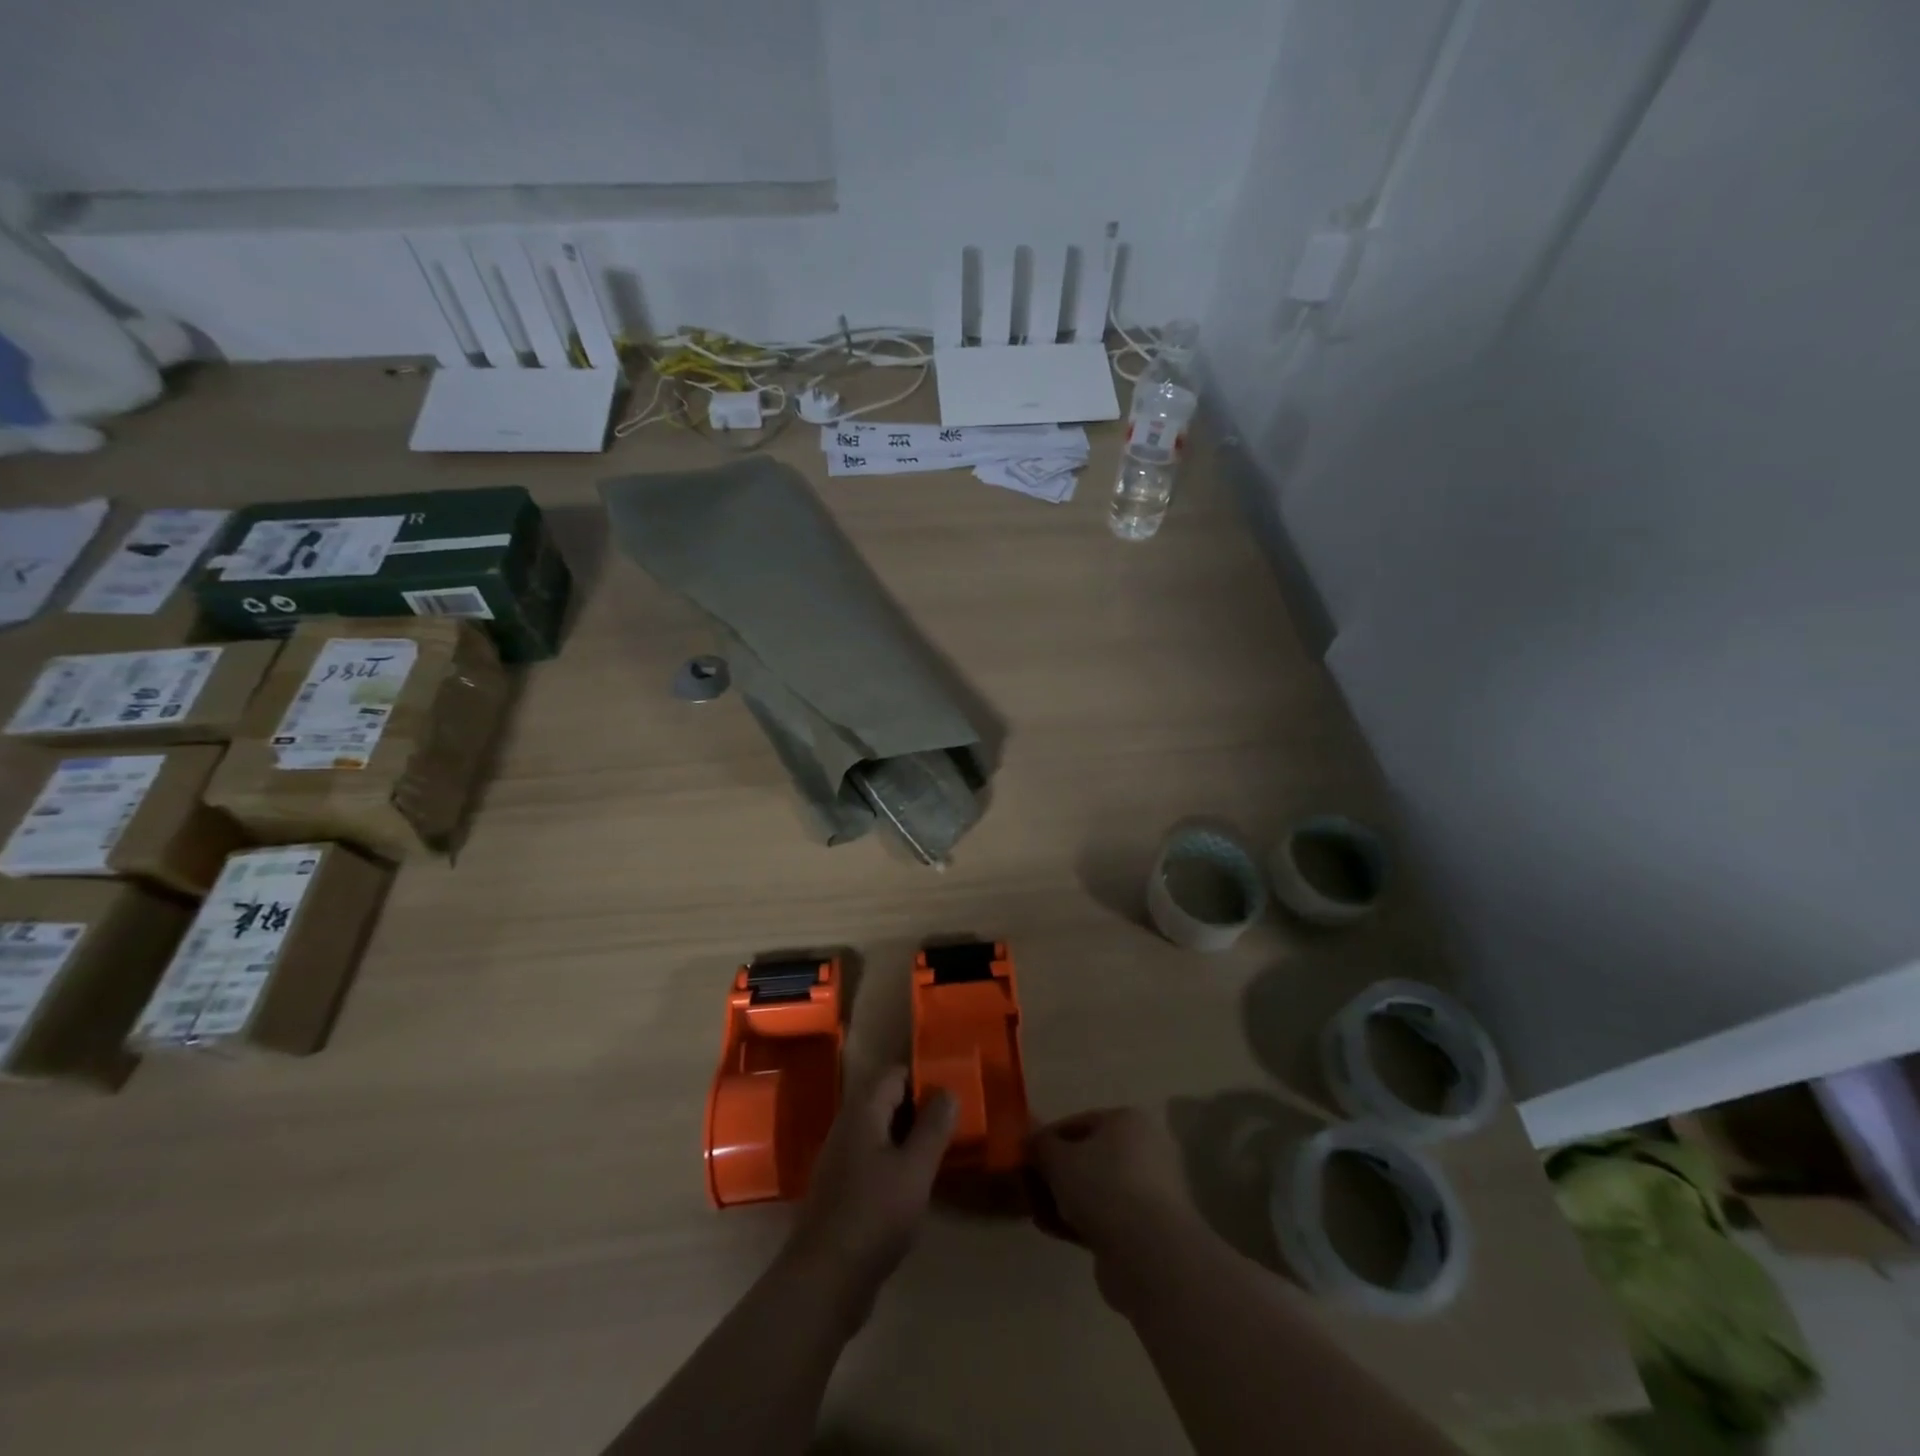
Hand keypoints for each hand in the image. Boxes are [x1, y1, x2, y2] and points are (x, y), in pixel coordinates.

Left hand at [786, 1066, 956, 1299]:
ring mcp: (839, 1159)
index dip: (925, 1078)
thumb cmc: (875, 1215)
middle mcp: (846, 1127)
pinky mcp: (840, 1189)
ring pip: (880, 1132)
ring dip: (908, 1137)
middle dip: (919, 1108)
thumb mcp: (915, 1169)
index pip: (895, 1074)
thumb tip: (948, 1090)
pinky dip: (895, 1161)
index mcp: (862, 1111)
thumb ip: (934, 1127)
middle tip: (953, 1123)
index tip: (954, 1092)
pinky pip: (872, 1159)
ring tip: (940, 1151)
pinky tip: (915, 1184)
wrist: (824, 1280)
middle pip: (886, 1100)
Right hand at [1029, 1107, 1205, 1308]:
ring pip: (1096, 1190)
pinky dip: (1080, 1222)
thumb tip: (1031, 1142)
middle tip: (1030, 1188)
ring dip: (1065, 1200)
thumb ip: (1041, 1146)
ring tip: (1038, 1214)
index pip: (1079, 1122)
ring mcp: (1148, 1191)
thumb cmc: (1103, 1187)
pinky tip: (1054, 1231)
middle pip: (1089, 1157)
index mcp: (1128, 1121)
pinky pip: (1105, 1217)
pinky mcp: (1146, 1229)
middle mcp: (1144, 1150)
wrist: (1149, 1254)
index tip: (1025, 1157)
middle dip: (1056, 1173)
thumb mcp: (1059, 1159)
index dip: (1048, 1139)